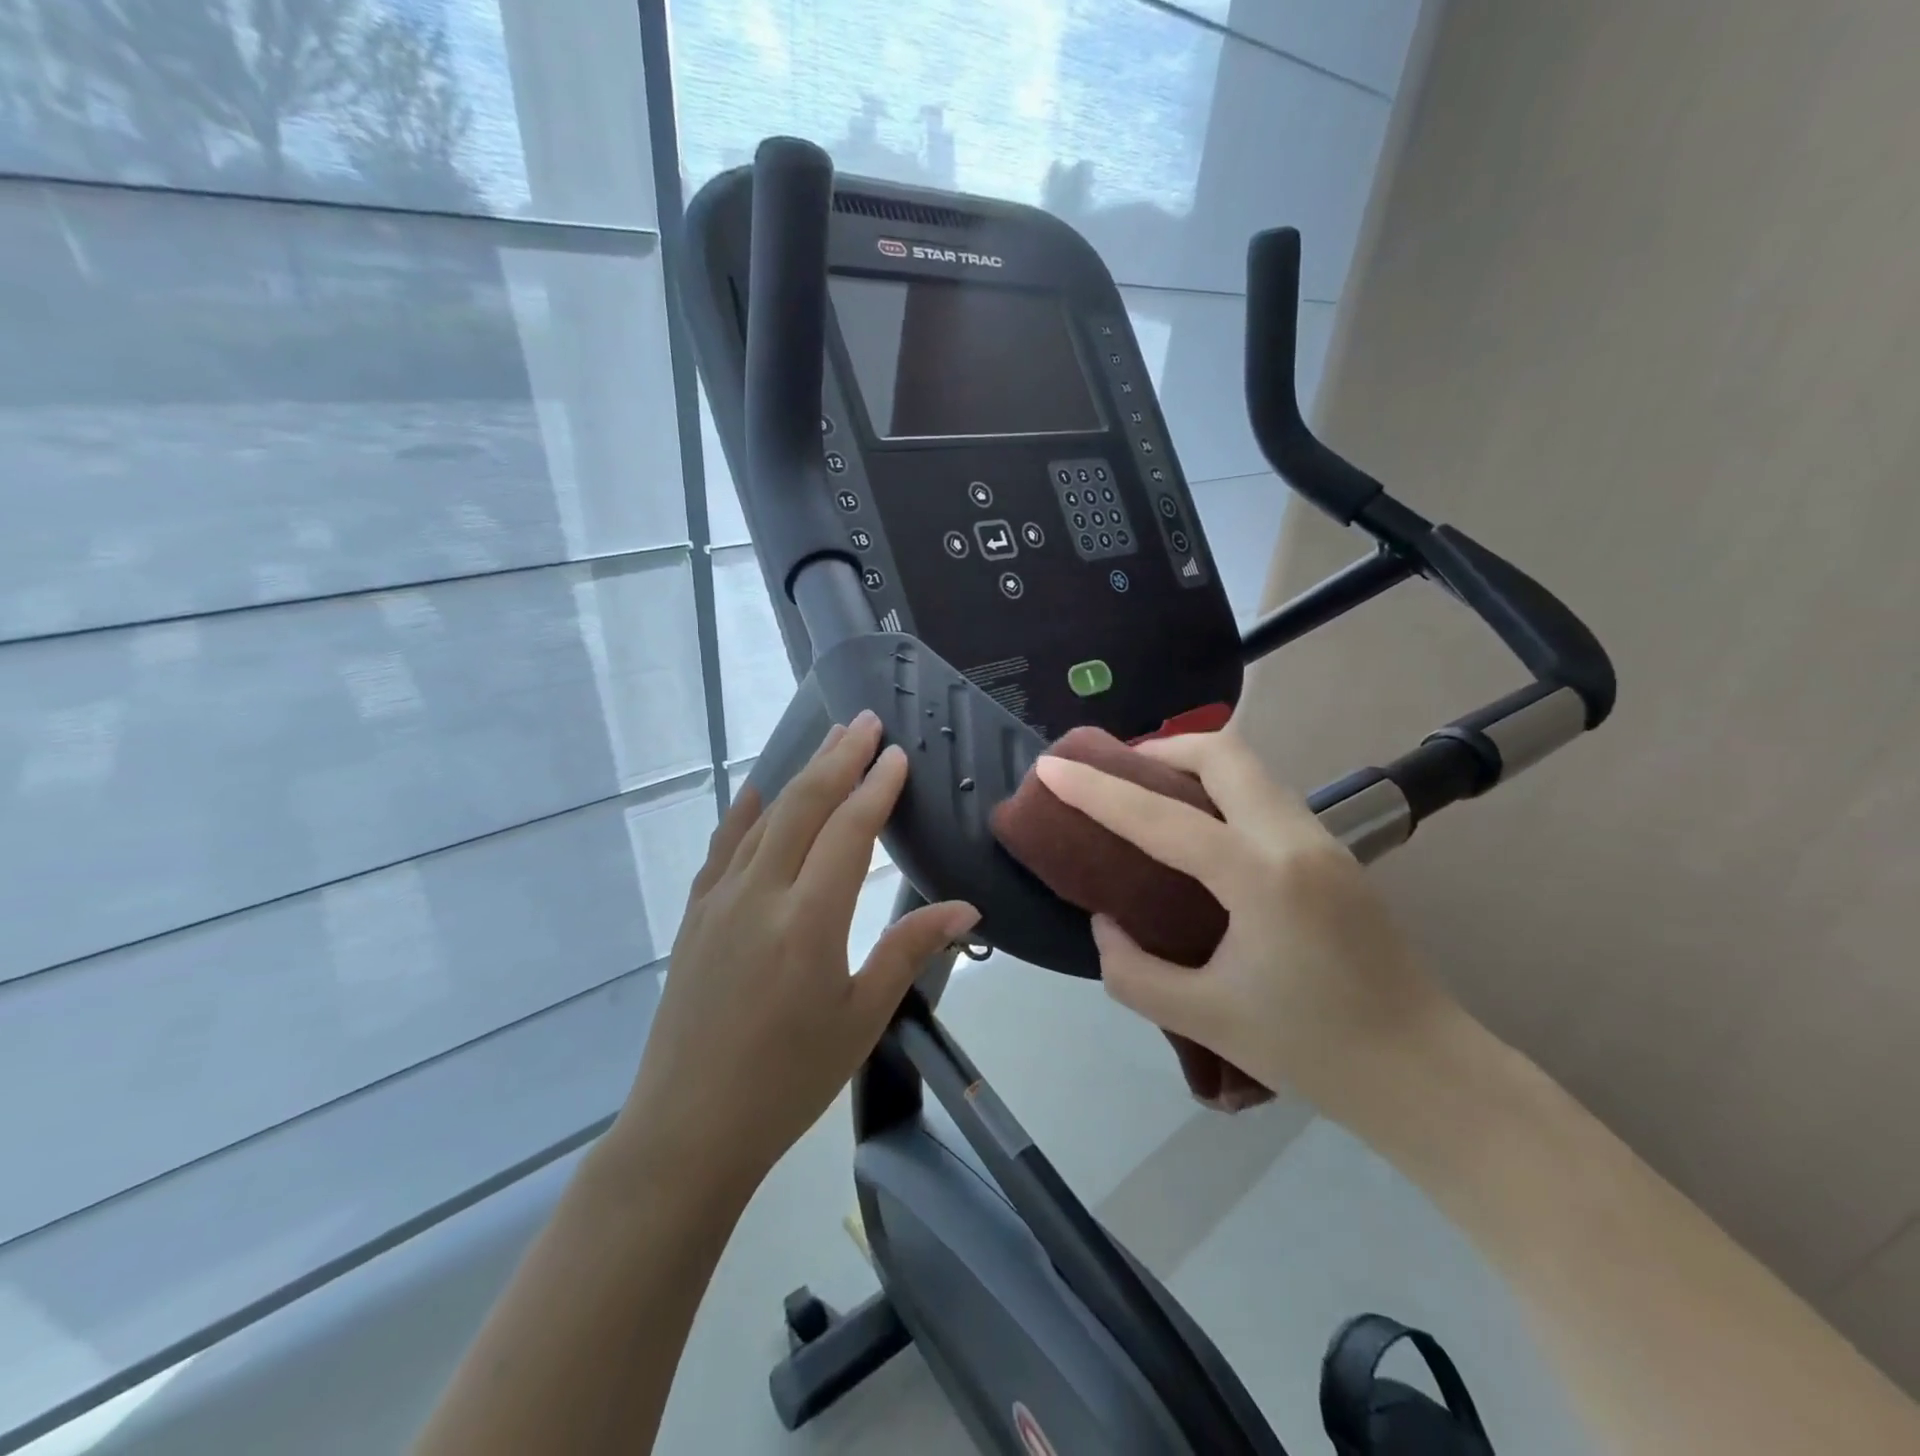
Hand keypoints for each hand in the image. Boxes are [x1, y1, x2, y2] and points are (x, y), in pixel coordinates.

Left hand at [613, 711, 978, 1204]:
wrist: (688, 1128)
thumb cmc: (788, 1080)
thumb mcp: (861, 1019)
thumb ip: (909, 950)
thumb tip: (966, 908)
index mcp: (809, 921)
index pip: (849, 830)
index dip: (876, 787)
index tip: (897, 754)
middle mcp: (761, 894)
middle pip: (805, 805)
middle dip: (839, 757)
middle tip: (866, 721)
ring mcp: (720, 901)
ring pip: (766, 817)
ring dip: (801, 773)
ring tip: (829, 742)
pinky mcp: (695, 916)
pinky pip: (723, 847)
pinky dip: (746, 812)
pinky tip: (758, 792)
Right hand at [1033, 729, 1450, 1123]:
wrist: (1428, 1076)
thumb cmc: (1314, 1052)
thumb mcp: (1204, 1018)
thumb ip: (1133, 971)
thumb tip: (1106, 922)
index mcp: (1261, 877)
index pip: (1161, 816)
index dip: (1096, 790)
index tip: (1051, 767)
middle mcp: (1295, 839)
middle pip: (1221, 752)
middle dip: (1158, 749)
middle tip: (1114, 775)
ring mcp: (1323, 840)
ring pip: (1248, 768)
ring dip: (1191, 766)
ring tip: (1147, 797)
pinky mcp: (1334, 853)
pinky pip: (1264, 795)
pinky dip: (1219, 791)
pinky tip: (1196, 831)